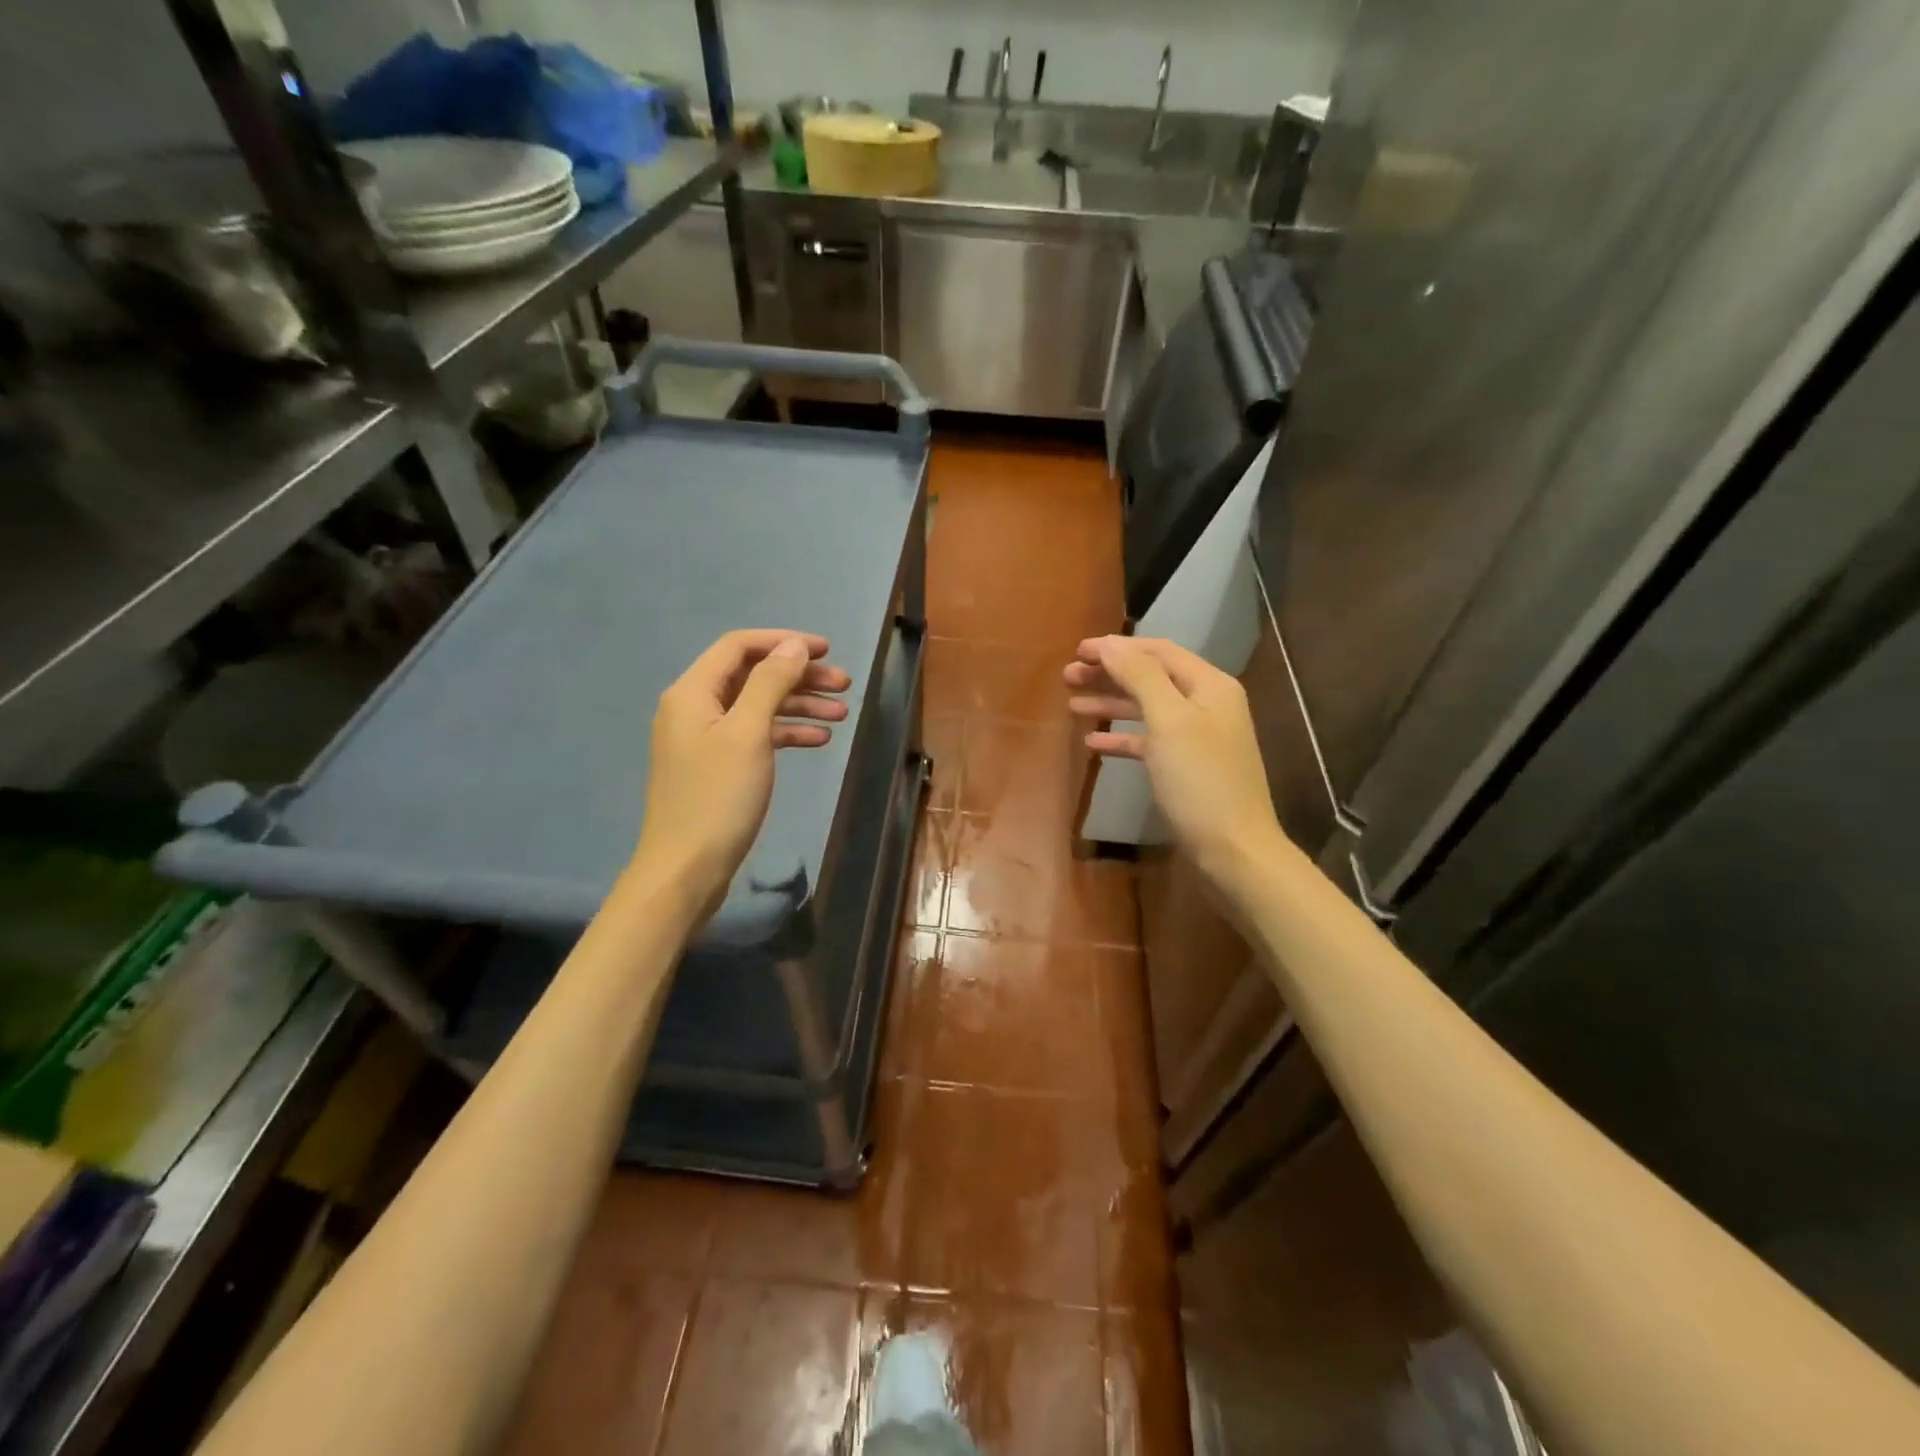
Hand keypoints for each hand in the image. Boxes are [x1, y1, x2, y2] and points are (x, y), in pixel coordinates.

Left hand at [633, 630, 850, 913]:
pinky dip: (786, 733)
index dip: (783, 642)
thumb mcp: (748, 733)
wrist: (686, 870)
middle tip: (844, 684)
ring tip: (842, 713)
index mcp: (693, 692)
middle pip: (752, 676)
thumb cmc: (718, 798)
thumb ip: (770, 684)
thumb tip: (792, 646)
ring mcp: (705, 739)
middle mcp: (695, 708)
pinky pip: (756, 736)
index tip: (826, 650)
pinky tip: (818, 740)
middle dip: (799, 676)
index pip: (739, 647)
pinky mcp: (718, 767)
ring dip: (799, 705)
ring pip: (758, 707)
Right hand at [1065, 635, 1287, 890]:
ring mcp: (1197, 737)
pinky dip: (1122, 737)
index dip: (1117, 647)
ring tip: (1072, 703)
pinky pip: (1148, 741)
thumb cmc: (1200, 781)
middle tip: (1067, 676)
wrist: (1233, 850)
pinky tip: (1093, 742)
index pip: (1158, 651)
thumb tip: (1110, 644)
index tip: (1077, 650)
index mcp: (1209, 685)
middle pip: (1151, 677)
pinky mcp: (1186, 767)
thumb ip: (1140, 677)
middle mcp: (1206, 704)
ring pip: (1146, 708)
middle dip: (1109, 673)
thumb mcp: (1169, 722)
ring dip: (1110, 702)